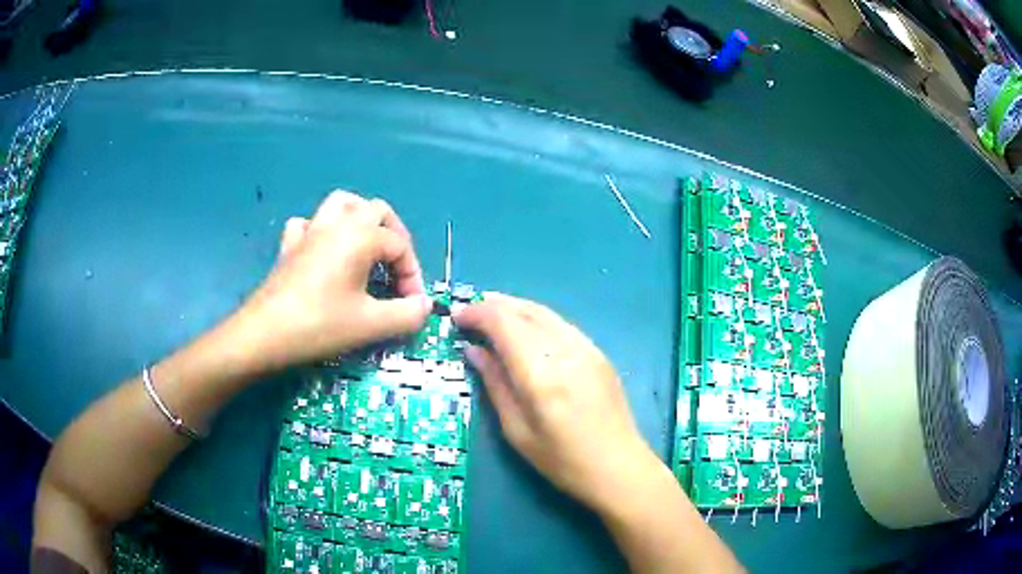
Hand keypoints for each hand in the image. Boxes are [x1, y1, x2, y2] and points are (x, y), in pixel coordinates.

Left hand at [229, 191, 432, 370]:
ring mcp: (309, 232)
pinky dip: (321, 232)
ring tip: (366, 247)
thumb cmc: (320, 325)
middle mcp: (336, 224)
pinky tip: (323, 252)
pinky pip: (308, 225)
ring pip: (341, 204)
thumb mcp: (371, 324)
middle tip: (396, 268)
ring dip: (359, 219)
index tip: (412, 306)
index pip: (400, 246)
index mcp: (360, 236)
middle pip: (376, 210)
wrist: (264, 335)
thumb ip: (406, 314)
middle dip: (394, 236)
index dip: (413, 275)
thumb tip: (425, 306)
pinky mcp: (289, 247)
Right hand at [454, 293, 661, 512]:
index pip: (504, 323)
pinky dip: (535, 319)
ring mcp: (587, 348)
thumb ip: (495, 384)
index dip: (477, 313)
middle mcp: (566, 351)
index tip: (456, 318)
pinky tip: (524, 330)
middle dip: (492, 305)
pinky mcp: (599, 352)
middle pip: (524, 310)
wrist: (618, 467)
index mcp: (541, 375)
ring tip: (491, 316)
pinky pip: (560, 324)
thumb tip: (473, 350)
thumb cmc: (562, 461)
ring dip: (514, 308)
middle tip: (469, 313)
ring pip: (544, 312)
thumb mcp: (517, 430)